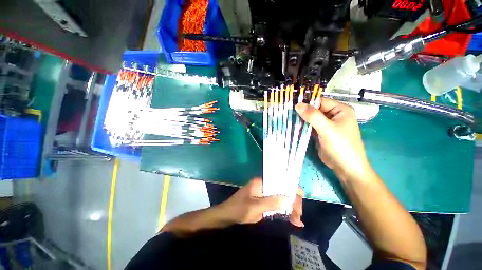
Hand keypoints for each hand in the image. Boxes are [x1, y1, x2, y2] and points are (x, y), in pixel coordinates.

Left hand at [218, 178, 303, 226]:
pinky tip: (292, 220)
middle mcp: (264, 186)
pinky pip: (276, 205)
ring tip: (297, 221)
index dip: (291, 187)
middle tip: (298, 216)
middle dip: (292, 202)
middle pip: (282, 190)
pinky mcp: (264, 202)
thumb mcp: (254, 207)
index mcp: (261, 182)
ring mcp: (264, 194)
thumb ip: (271, 203)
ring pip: (281, 198)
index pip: (280, 181)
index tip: (301, 198)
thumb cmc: (238, 209)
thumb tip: (288, 198)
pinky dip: (284, 212)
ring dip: (290, 208)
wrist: (227, 215)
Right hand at [295, 98, 370, 179]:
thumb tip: (298, 105)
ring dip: (301, 119)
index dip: (307, 102)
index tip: (292, 104)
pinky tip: (293, 126)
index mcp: (340, 110)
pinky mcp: (320, 133)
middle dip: (302, 112)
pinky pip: (310, 126)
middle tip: (287, 112)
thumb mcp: (326, 129)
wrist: (345, 167)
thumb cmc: (341, 145)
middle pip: (315, 110)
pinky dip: (302, 127)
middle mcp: (333, 115)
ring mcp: (326, 125)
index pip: (320, 101)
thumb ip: (312, 116)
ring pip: (311, 118)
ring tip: (288, 118)